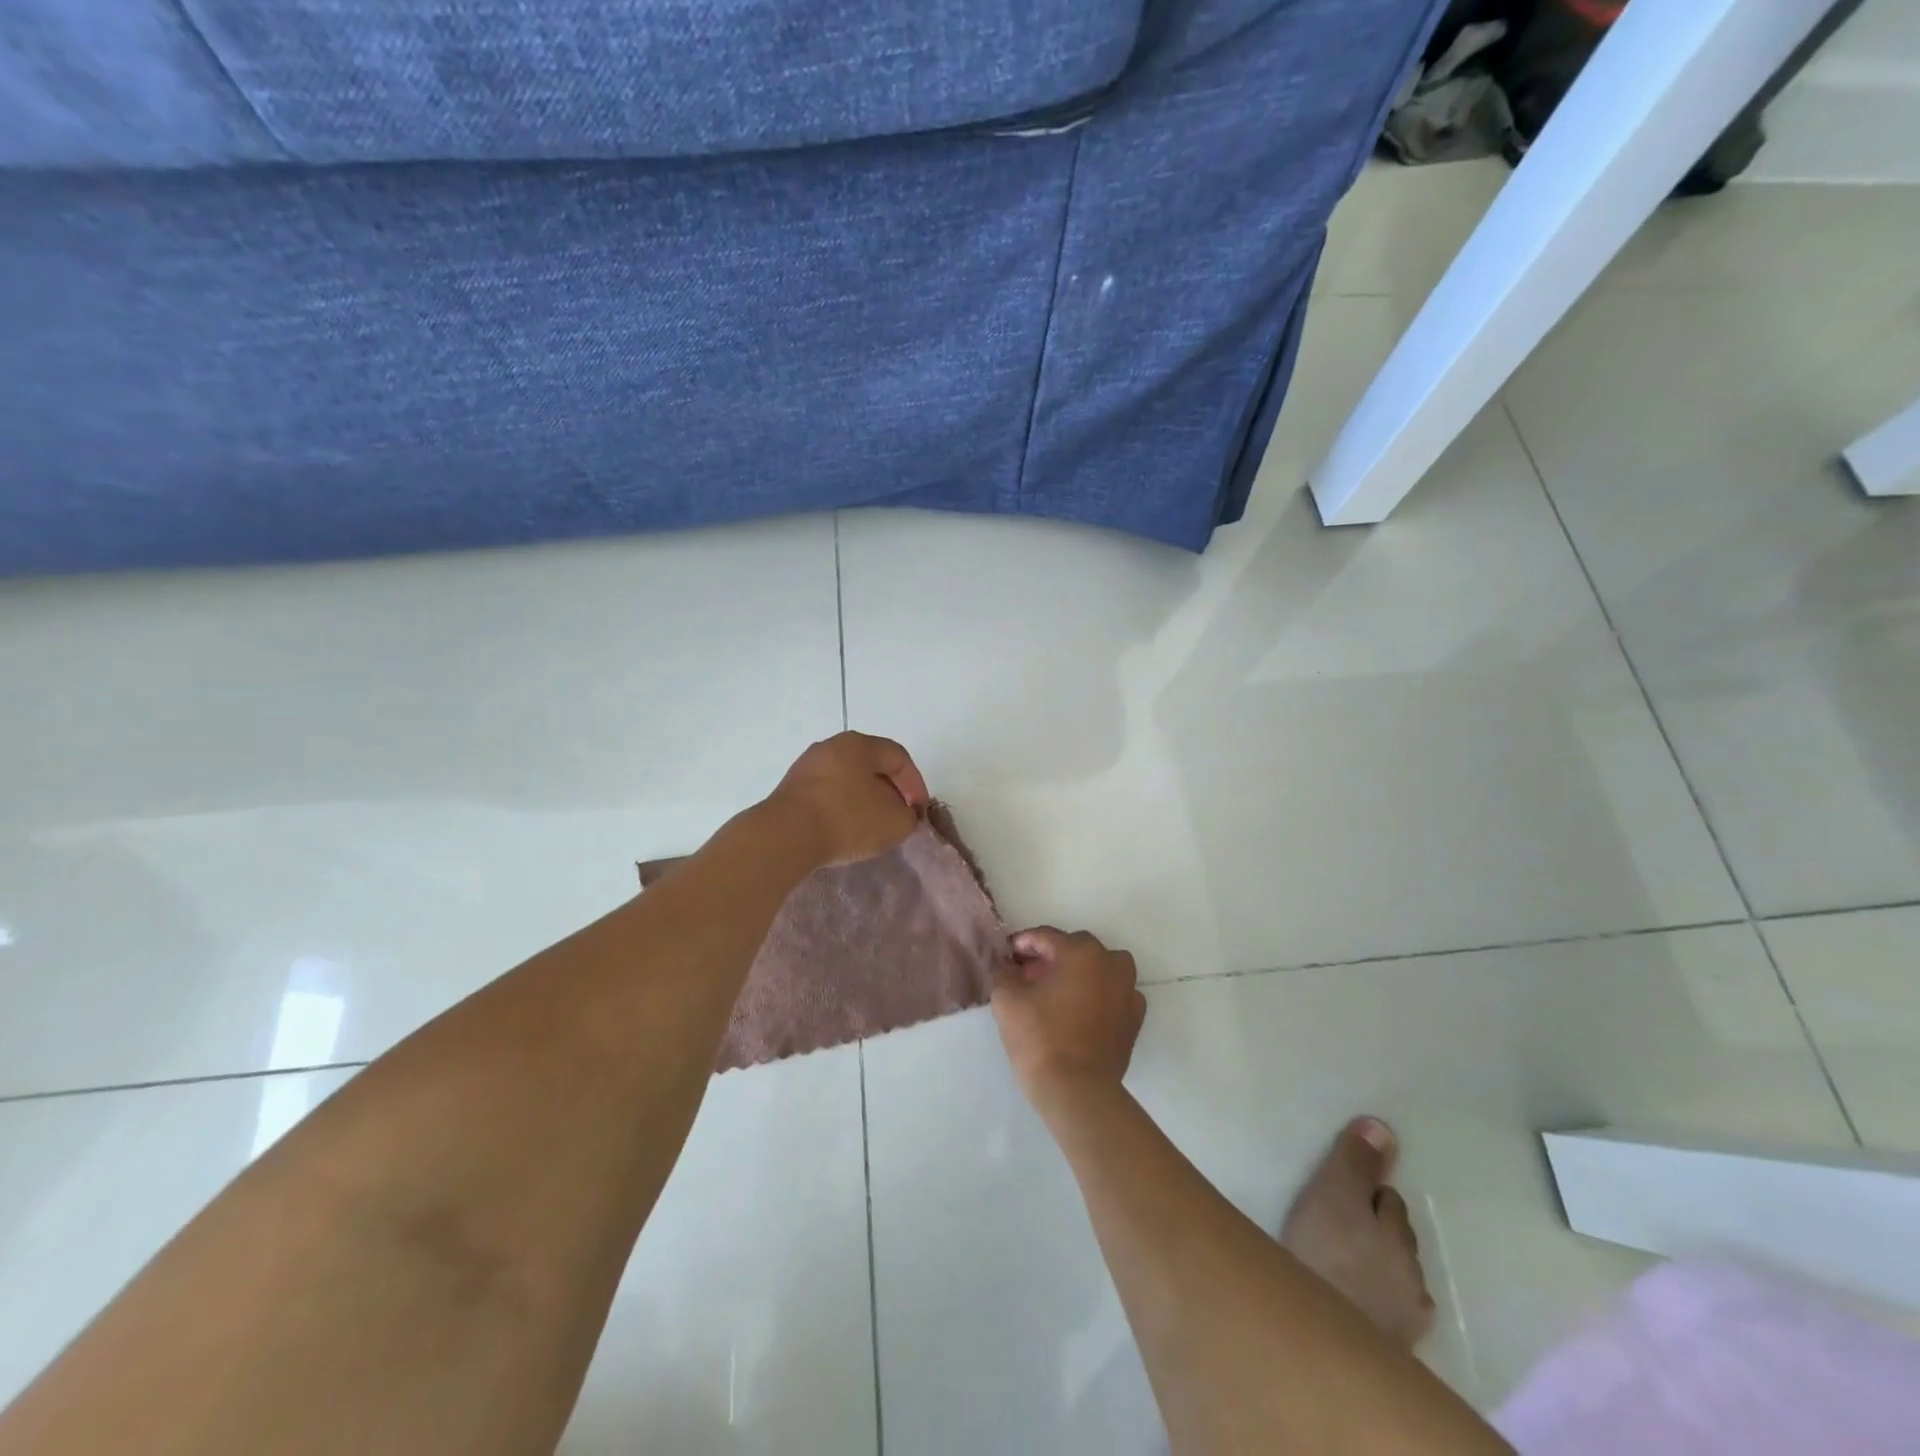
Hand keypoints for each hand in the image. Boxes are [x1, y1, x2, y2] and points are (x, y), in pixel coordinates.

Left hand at [767, 732, 929, 866]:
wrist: (785, 836)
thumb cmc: (847, 819)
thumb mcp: (895, 823)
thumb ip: (908, 816)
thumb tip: (903, 814)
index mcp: (859, 744)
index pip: (898, 757)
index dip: (916, 784)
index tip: (919, 810)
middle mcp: (831, 746)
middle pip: (870, 765)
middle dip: (890, 790)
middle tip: (898, 815)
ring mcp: (807, 766)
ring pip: (847, 779)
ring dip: (864, 800)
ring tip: (871, 825)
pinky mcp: (790, 789)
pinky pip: (826, 794)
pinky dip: (841, 807)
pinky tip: (844, 829)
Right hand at [993, 927, 1146, 1105]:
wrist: (1076, 1091)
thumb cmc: (1039, 1038)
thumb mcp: (1006, 999)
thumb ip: (1004, 972)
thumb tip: (1008, 965)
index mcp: (1080, 952)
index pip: (1046, 936)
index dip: (1023, 943)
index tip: (1008, 956)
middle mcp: (1110, 963)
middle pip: (1076, 948)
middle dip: (1051, 956)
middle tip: (1028, 975)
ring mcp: (1128, 990)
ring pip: (1102, 967)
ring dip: (1080, 971)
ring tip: (1058, 991)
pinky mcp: (1134, 1018)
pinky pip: (1116, 993)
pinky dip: (1100, 994)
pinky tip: (1082, 1011)